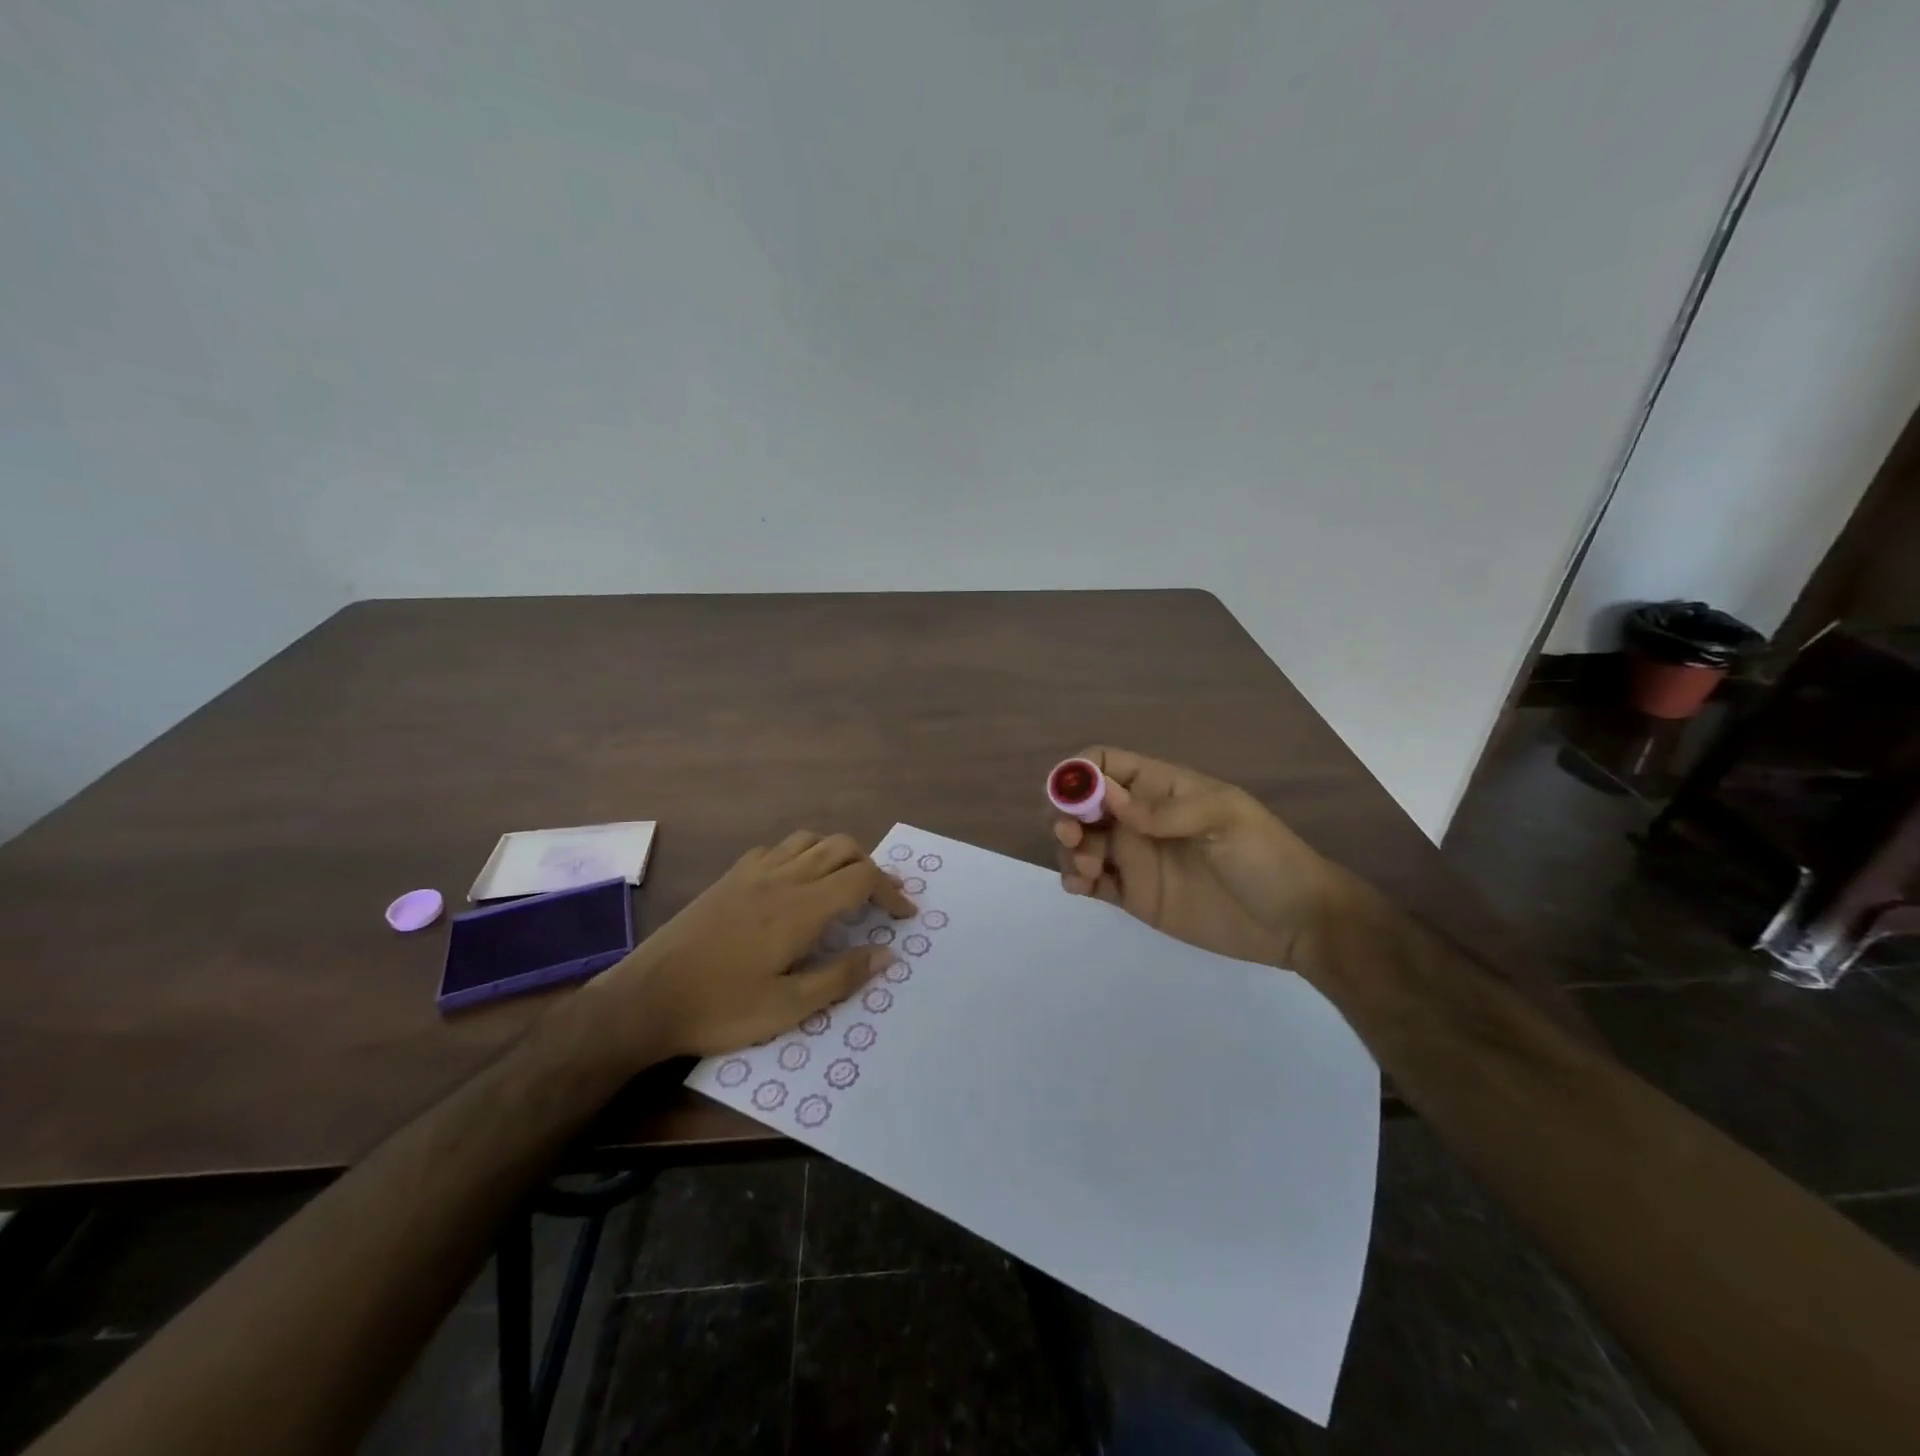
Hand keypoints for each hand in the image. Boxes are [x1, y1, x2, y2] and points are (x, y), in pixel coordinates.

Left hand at [584, 832, 913, 1058]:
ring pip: (810, 840)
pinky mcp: (731, 876)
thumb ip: (841, 977)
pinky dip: (802, 855)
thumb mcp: (788, 1007)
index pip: (862, 878)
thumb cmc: (720, 1008)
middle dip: (871, 868)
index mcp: (801, 907)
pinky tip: (796, 884)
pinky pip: (779, 848)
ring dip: (837, 855)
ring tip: (844, 886)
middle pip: (842, 847)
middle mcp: (782, 877)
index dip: (891, 891)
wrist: (646, 998)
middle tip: (881, 901)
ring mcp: (753, 872)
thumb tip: (887, 954)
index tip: (904, 915)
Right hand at [1052, 746, 1338, 968]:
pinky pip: (1092, 882)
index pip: (1105, 763)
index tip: (1071, 798)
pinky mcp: (1135, 895)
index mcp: (1160, 788)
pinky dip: (1074, 879)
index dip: (1079, 774)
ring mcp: (1136, 857)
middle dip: (1064, 813)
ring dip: (1068, 848)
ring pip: (1080, 842)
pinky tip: (1081, 886)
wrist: (1298, 923)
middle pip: (1082, 803)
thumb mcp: (1225, 820)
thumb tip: (1106, 796)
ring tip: (1088, 869)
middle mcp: (1139, 818)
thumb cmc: (1266, 858)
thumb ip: (1165, 809)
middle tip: (1072, 836)